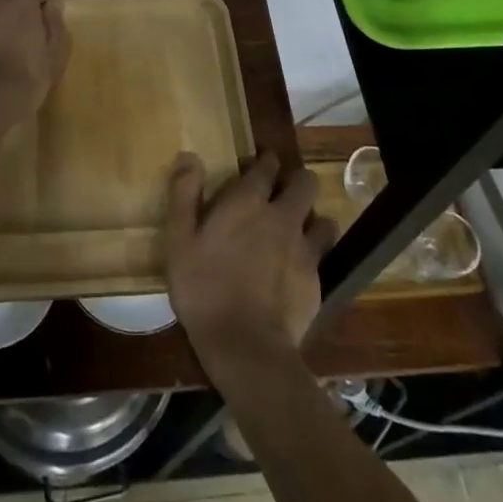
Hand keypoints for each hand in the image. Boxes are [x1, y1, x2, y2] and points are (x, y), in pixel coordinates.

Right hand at [165, 152, 337, 375]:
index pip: (267, 166)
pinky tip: (299, 267)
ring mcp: (304, 247)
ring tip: (298, 229)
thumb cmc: (204, 289)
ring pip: (322, 218)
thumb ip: (183, 195)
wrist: (246, 346)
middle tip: (281, 193)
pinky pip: (323, 254)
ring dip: (312, 218)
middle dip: (297, 181)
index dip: (265, 161)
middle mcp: (282, 216)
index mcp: (248, 202)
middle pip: (305, 182)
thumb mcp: (179, 241)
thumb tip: (189, 155)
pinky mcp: (316, 279)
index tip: (259, 165)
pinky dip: (314, 253)